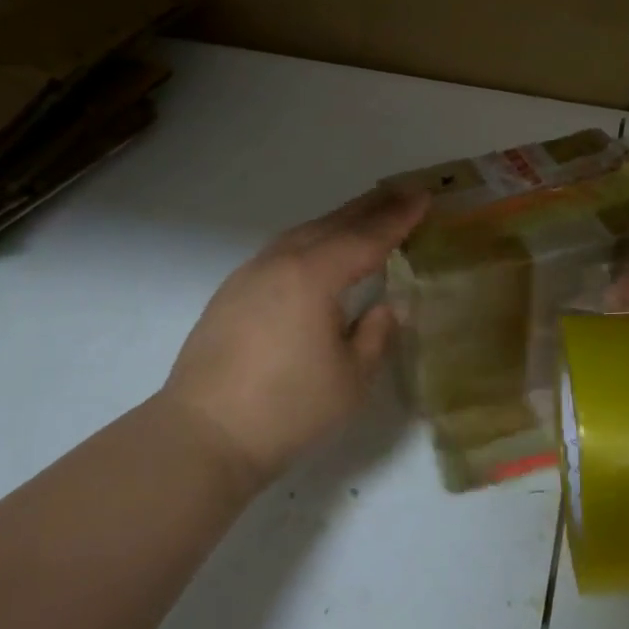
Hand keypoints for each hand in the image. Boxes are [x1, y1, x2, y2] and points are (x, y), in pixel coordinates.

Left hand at [154, 186, 428, 492]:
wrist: (203, 436)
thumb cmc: (287, 410)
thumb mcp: (351, 379)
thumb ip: (375, 334)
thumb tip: (385, 307)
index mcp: (313, 277)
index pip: (366, 238)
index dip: (399, 218)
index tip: (424, 198)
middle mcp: (279, 263)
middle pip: (333, 224)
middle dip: (371, 207)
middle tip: (402, 192)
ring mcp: (249, 275)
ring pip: (303, 233)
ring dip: (338, 221)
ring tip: (365, 215)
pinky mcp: (231, 294)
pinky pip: (281, 251)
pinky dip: (310, 240)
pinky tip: (317, 252)